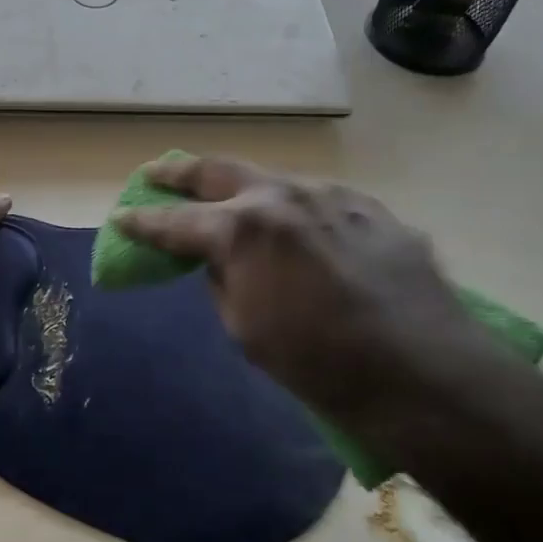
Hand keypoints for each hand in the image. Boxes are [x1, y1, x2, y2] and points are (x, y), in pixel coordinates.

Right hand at [114, 154, 490, 432]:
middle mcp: (281, 197)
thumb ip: (223, 284)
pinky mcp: (369, 207)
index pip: (174, 222)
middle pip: (216, 171)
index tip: (121, 219)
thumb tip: (221, 263)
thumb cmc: (319, 362)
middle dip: (178, 173)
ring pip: (272, 180)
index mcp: (241, 229)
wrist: (421, 370)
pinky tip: (299, 227)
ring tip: (230, 198)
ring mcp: (330, 195)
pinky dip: (295, 210)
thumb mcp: (246, 331)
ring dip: (243, 188)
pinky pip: (319, 200)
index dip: (142, 223)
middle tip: (155, 174)